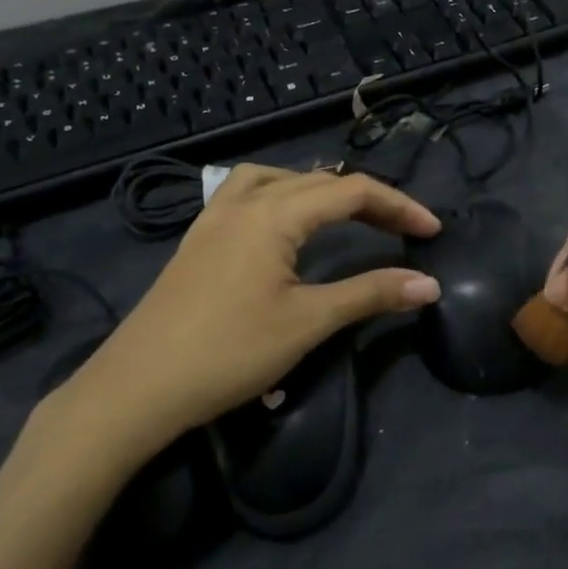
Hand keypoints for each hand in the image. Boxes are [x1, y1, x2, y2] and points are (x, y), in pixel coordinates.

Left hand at [25, 165, 440, 479]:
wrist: (135, 389)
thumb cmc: (228, 352)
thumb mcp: (308, 322)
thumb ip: (371, 294)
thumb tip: (430, 284)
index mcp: (274, 213)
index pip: (352, 191)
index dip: (399, 206)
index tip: (432, 230)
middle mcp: (244, 202)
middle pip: (319, 181)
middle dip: (367, 199)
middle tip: (402, 228)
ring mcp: (214, 218)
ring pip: (278, 179)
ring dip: (319, 189)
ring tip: (345, 214)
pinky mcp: (198, 240)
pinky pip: (247, 194)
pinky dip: (281, 196)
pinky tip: (284, 227)